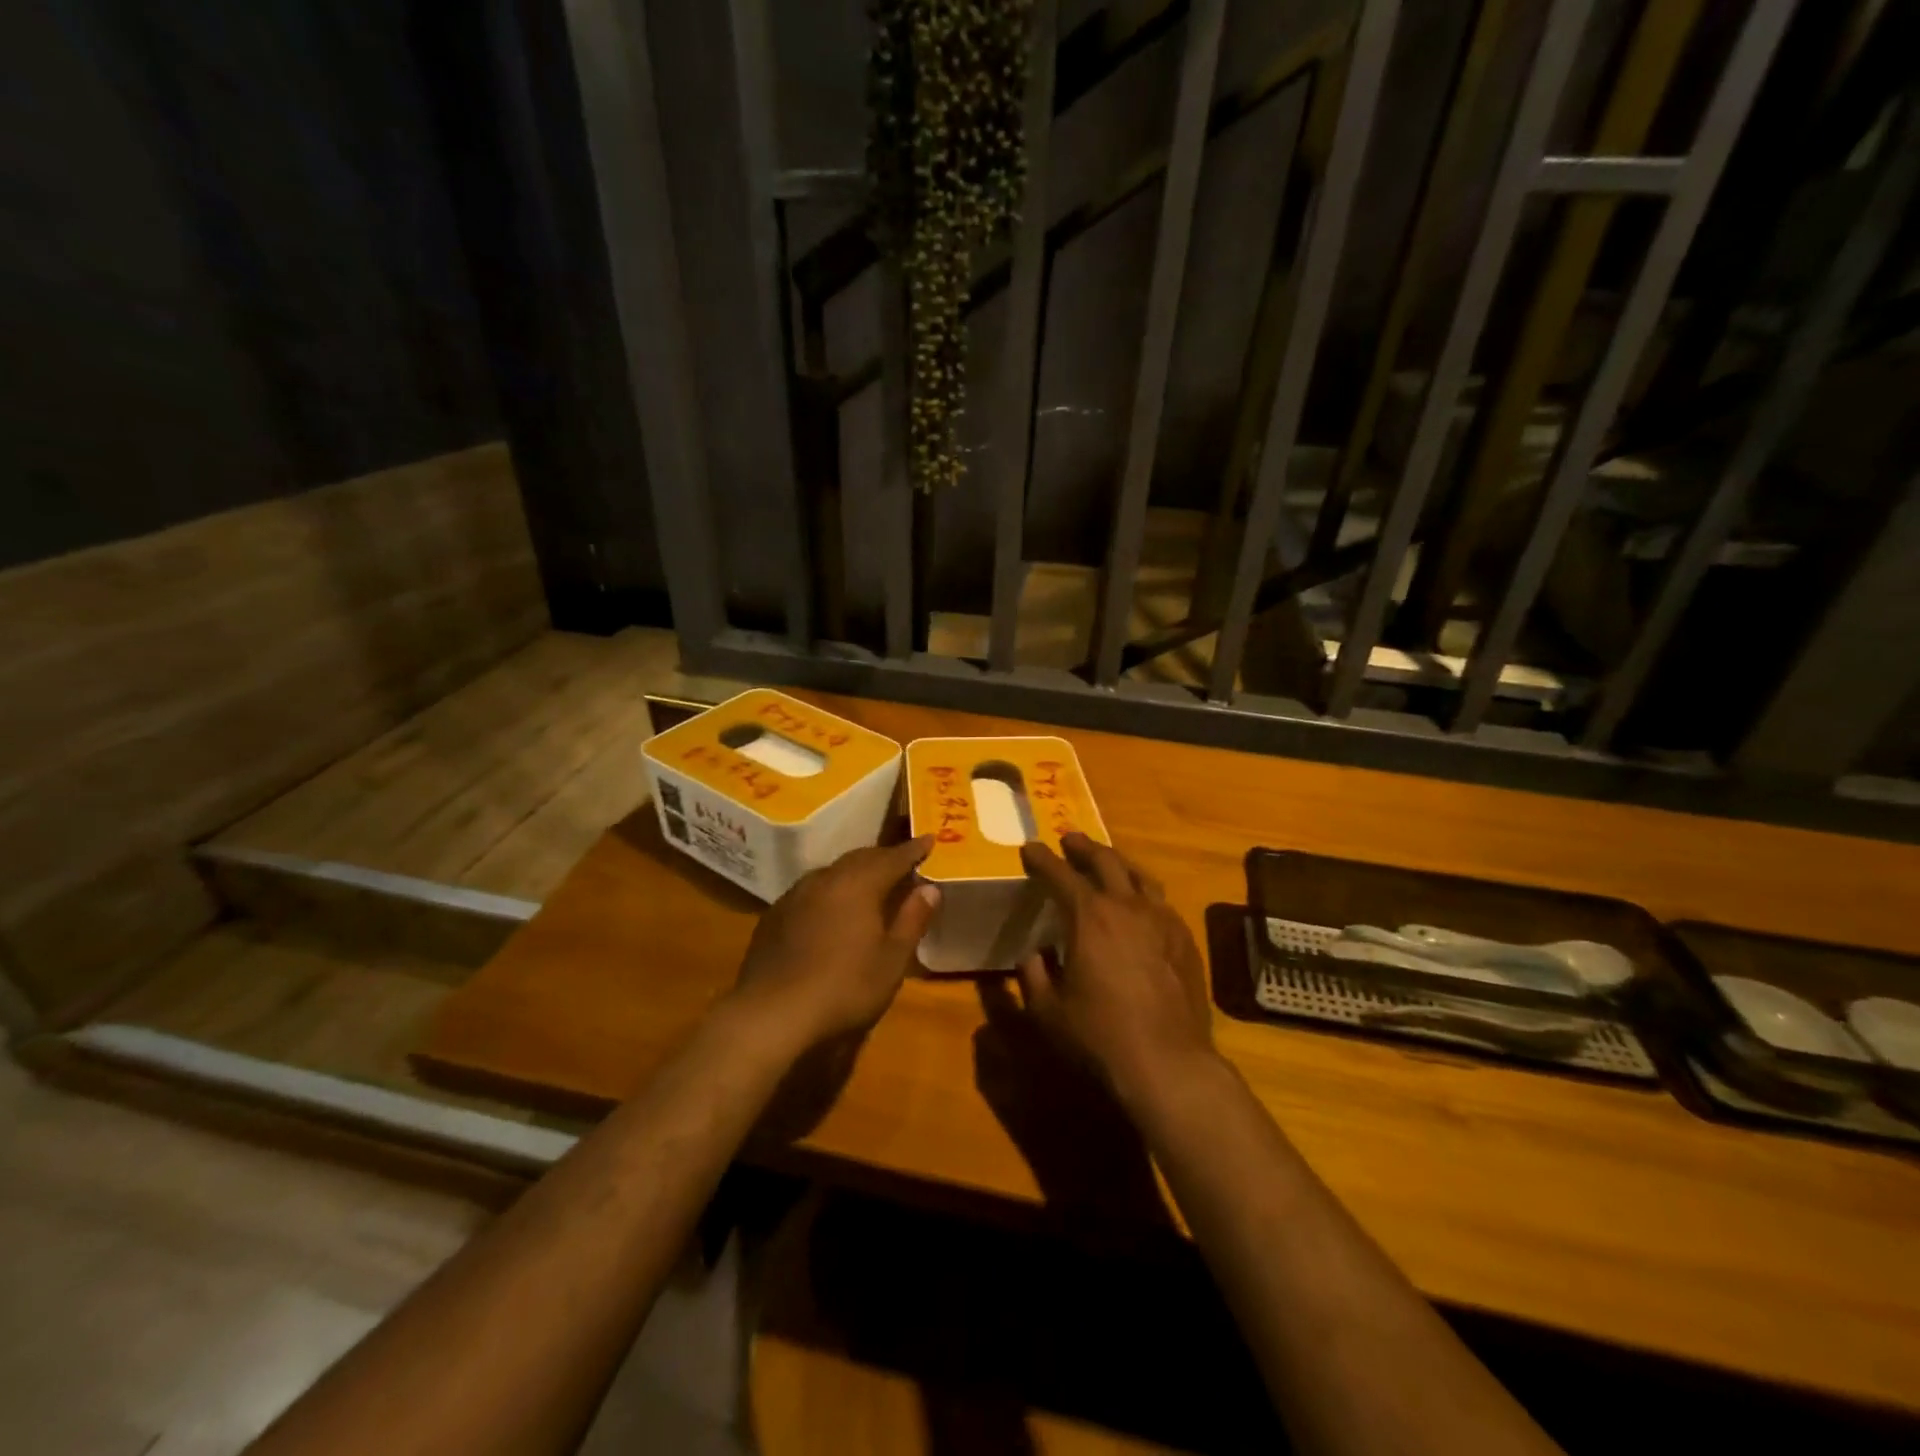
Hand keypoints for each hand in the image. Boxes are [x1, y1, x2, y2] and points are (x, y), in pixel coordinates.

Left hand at [727, 837, 941, 1053]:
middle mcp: (826, 879)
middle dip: (884, 858)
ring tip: (869, 883)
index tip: (929, 839)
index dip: (914, 849)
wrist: (771, 1013)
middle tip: (903, 861)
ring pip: (833, 872)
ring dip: (854, 873)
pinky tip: (831, 909)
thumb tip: (930, 888)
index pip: (893, 858)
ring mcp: (795, 895)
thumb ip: (912, 920)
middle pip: (860, 858)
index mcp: (858, 884)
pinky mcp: (775, 915)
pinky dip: (830, 891)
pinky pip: (811, 891)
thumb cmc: (844, 988)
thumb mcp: (892, 960)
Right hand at [1016, 833, 1215, 1105]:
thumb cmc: (1099, 1036)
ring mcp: (1162, 920)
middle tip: (1069, 841)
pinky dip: (1142, 892)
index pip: (1060, 874)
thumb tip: (1034, 954)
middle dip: (1083, 848)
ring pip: (1139, 876)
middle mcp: (1128, 906)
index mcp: (1090, 916)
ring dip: (1117, 863)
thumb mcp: (1048, 1010)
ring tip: (1106, 862)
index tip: (1030, 848)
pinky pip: (1160, 901)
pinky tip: (1139, 905)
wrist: (1168, 1062)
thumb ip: (1033, 975)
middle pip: (1105, 861)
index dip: (1041, 859)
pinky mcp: (1185, 939)